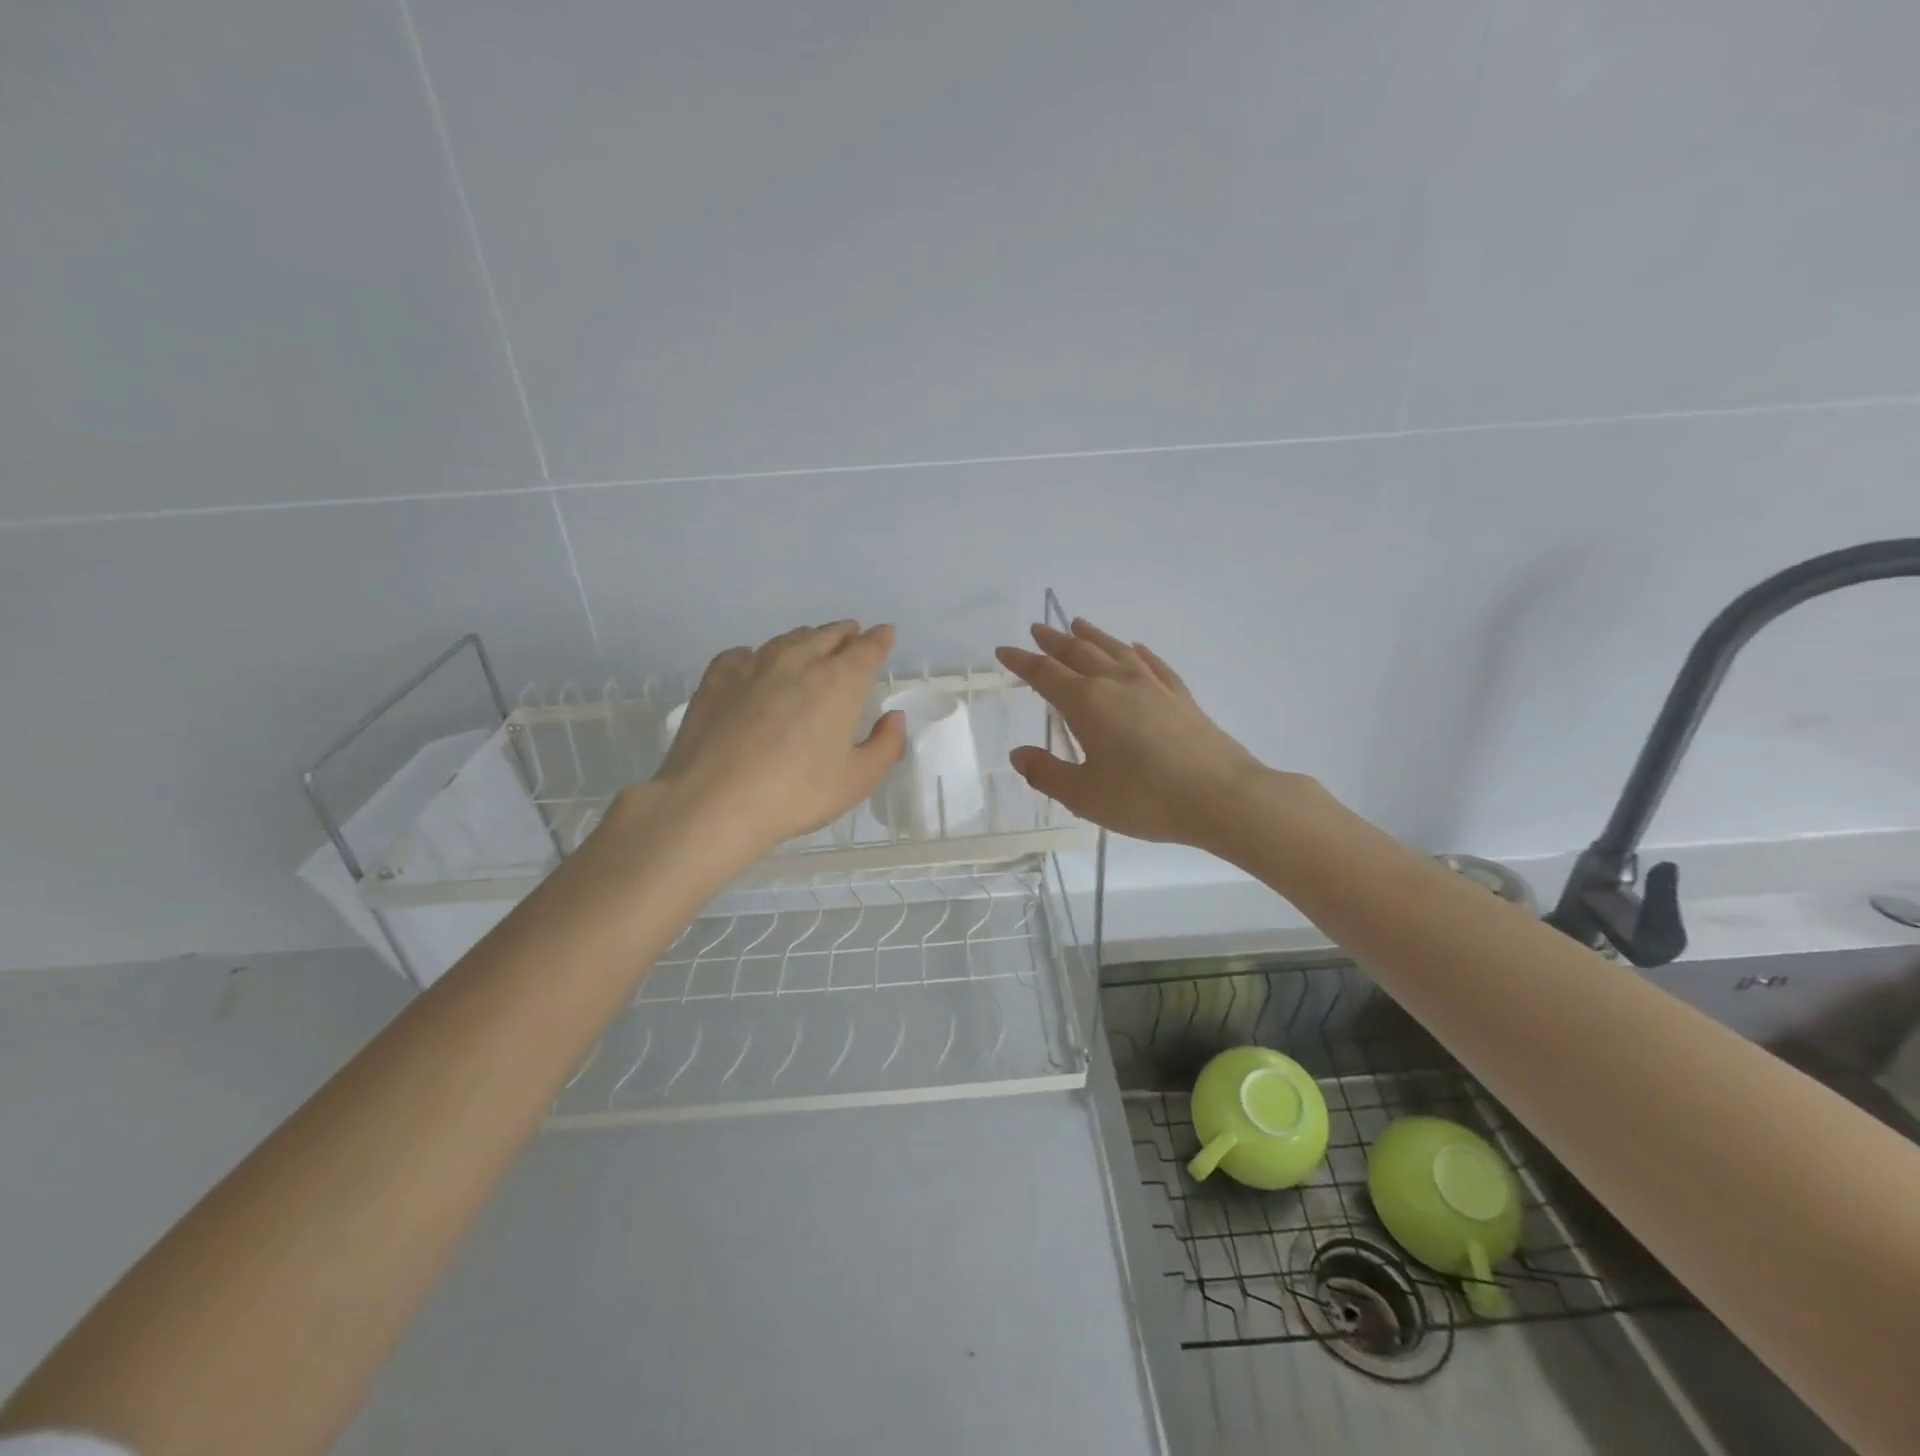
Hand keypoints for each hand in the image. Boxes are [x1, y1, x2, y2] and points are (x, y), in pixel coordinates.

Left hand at [645, 621, 904, 859]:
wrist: (713, 801)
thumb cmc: (797, 793)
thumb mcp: (857, 780)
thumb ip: (885, 746)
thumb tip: (893, 718)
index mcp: (840, 682)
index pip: (868, 648)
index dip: (880, 640)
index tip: (885, 635)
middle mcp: (799, 661)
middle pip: (828, 635)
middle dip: (845, 633)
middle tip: (852, 636)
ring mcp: (754, 666)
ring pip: (787, 640)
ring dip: (806, 639)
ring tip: (811, 645)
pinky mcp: (717, 679)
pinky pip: (743, 655)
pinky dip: (757, 655)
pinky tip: (753, 666)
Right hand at [995, 619, 1271, 849]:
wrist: (1222, 797)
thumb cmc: (1145, 799)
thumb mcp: (1084, 795)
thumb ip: (1047, 773)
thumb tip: (1018, 754)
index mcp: (1088, 703)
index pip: (1045, 674)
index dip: (1022, 662)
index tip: (1004, 651)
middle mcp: (1117, 684)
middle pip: (1079, 654)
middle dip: (1054, 642)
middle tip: (1037, 629)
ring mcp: (1153, 687)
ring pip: (1116, 651)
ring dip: (1093, 637)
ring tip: (1078, 625)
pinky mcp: (1181, 698)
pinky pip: (1154, 665)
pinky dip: (1139, 653)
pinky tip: (1136, 648)